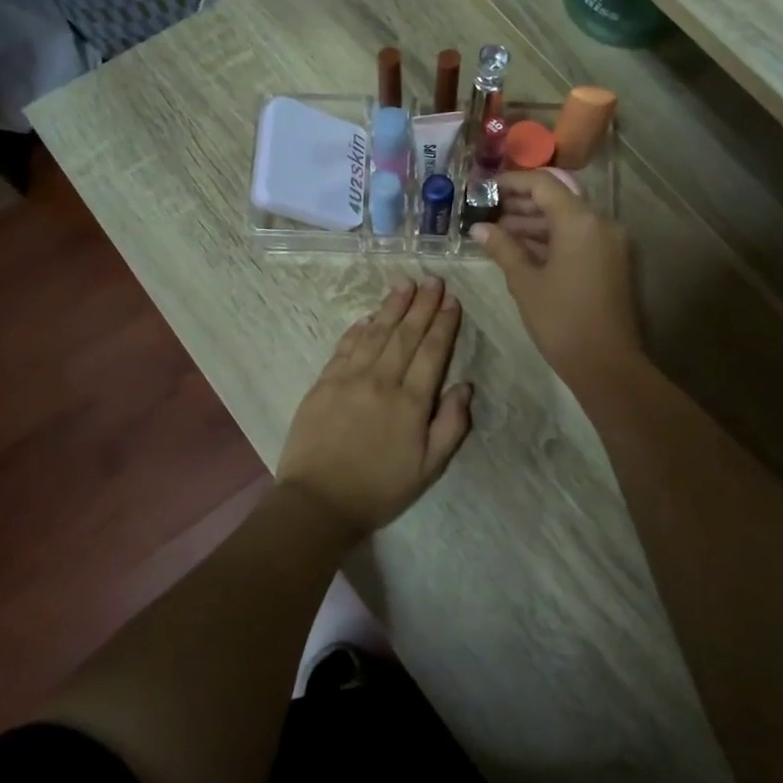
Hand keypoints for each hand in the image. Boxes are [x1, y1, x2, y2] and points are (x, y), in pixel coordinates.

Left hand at [276, 277, 473, 537]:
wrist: (317, 503)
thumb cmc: (379, 489)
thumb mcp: (429, 468)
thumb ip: (451, 425)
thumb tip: (465, 386)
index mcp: (411, 402)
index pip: (432, 352)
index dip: (443, 324)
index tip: (452, 300)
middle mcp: (381, 381)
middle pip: (405, 334)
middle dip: (422, 305)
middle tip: (433, 279)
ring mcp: (349, 379)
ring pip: (375, 333)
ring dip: (391, 306)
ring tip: (405, 284)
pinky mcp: (323, 383)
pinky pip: (345, 347)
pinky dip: (358, 329)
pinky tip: (368, 316)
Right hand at [470, 171, 641, 385]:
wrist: (606, 364)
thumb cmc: (561, 320)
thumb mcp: (525, 282)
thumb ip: (502, 248)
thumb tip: (479, 228)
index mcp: (580, 221)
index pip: (543, 184)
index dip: (511, 182)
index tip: (483, 189)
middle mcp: (600, 223)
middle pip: (557, 199)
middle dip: (520, 203)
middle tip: (485, 211)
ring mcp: (609, 242)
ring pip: (566, 219)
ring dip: (533, 222)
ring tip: (496, 232)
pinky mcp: (610, 261)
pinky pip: (577, 238)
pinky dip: (550, 239)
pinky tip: (520, 249)